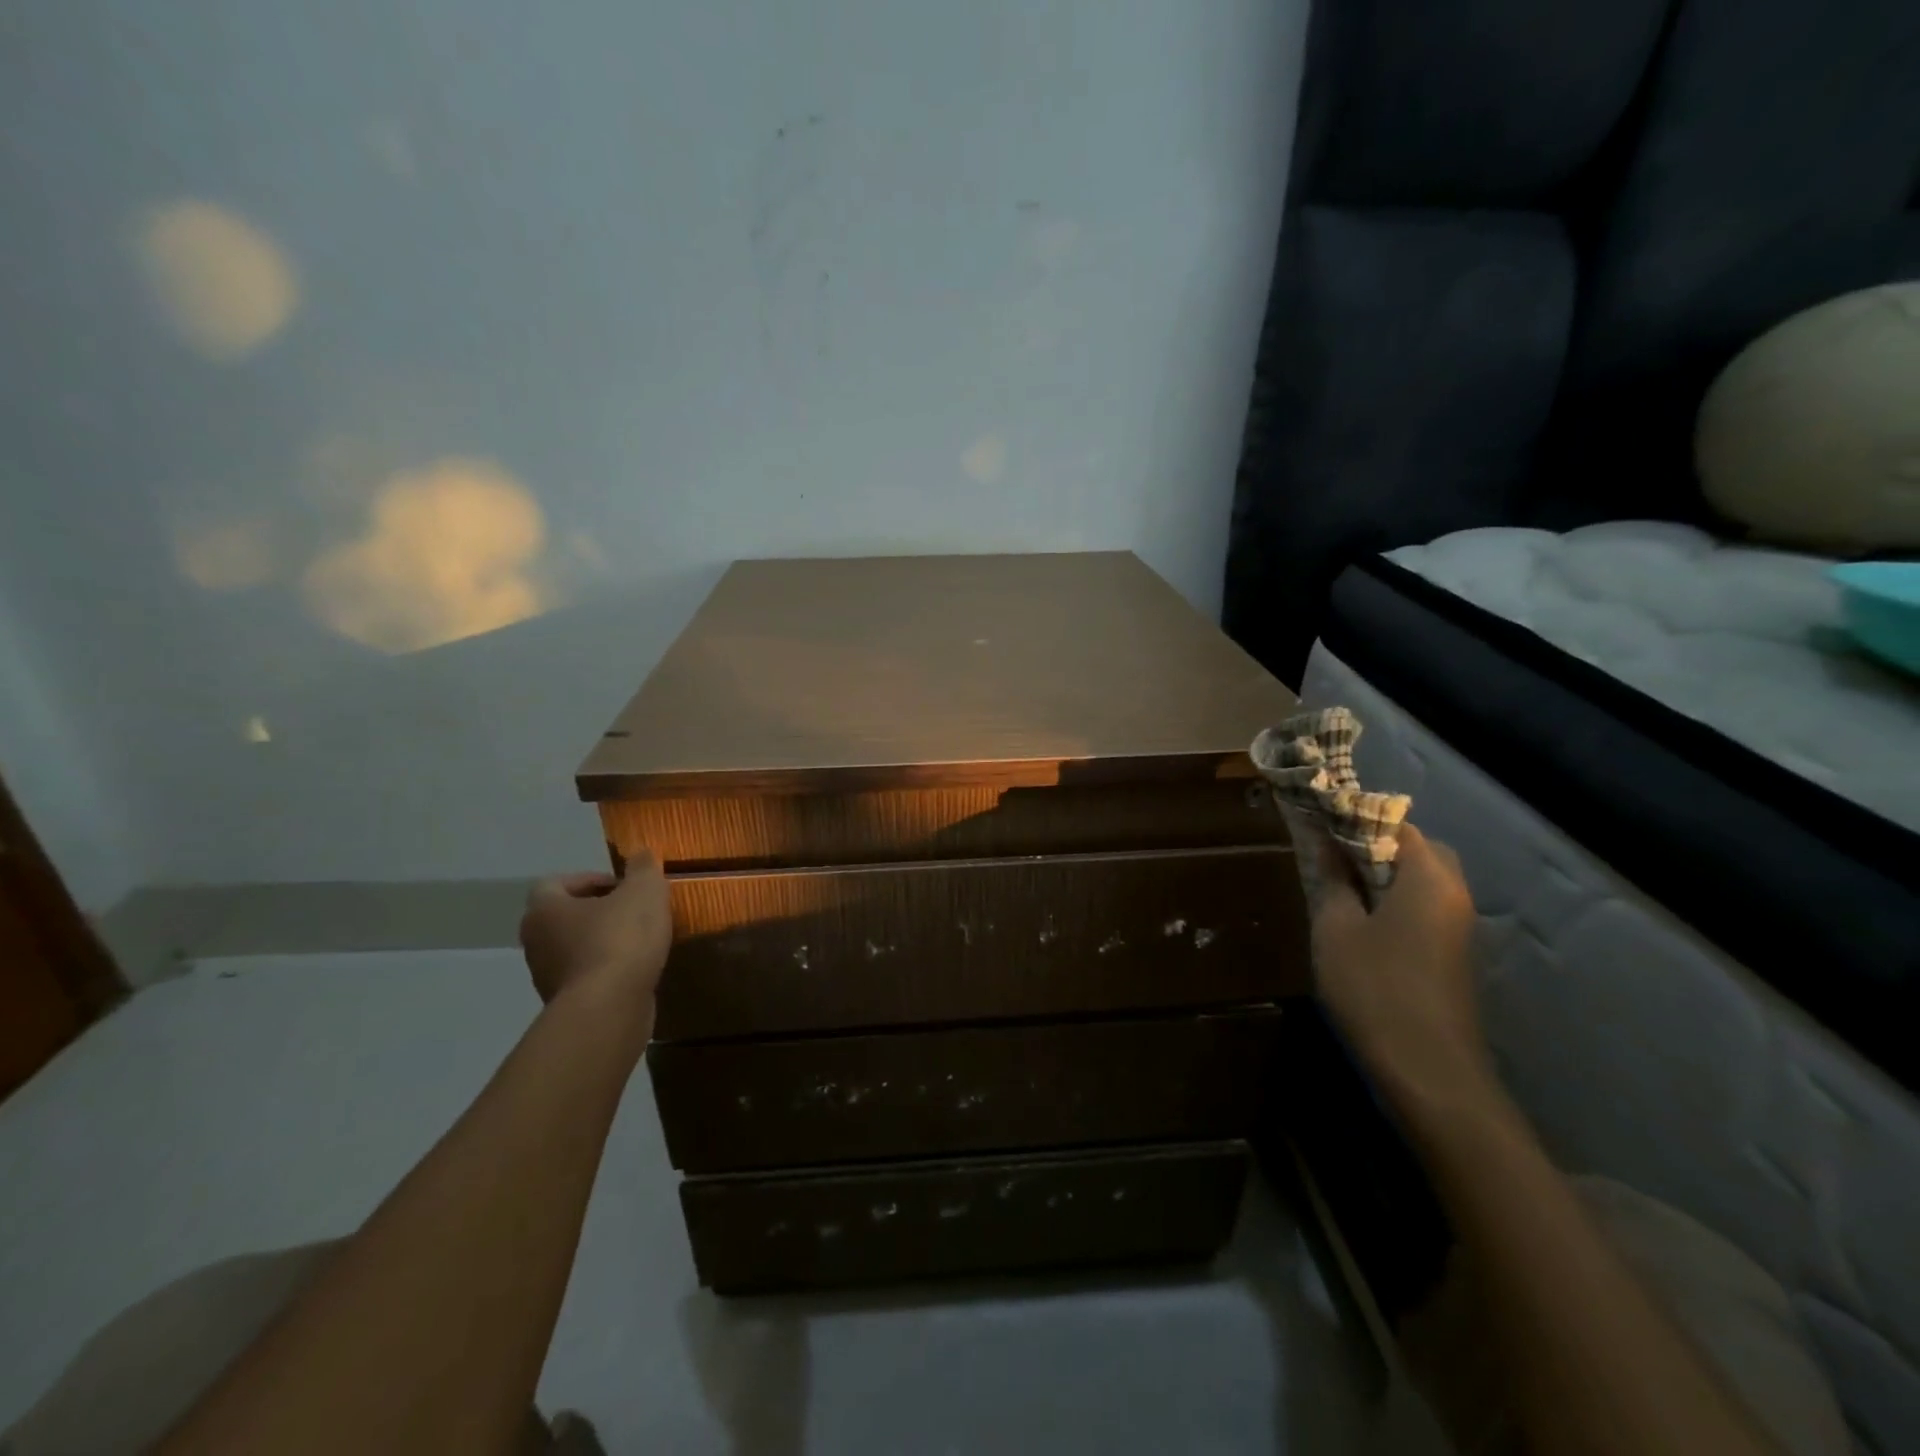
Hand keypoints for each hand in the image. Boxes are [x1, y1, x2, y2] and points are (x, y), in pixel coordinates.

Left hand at [520, 854, 673, 1012]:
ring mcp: (547, 978)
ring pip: (576, 948)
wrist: (609, 1009)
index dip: (588, 879)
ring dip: (603, 941)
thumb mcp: (643, 891)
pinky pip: (588, 977)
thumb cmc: (620, 939)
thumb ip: (643, 868)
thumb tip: (641, 855)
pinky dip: (609, 970)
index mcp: (545, 909)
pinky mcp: (567, 1005)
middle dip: (598, 911)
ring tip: (641, 940)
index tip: (622, 885)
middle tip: (633, 910)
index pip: (555, 883)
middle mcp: (536, 942)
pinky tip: (637, 969)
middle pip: (564, 917)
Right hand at [1307, 823, 1494, 1123]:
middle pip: (1417, 850)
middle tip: (1331, 857)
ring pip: (1422, 881)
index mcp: (1429, 878)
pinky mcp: (1454, 955)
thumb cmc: (1375, 987)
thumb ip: (1333, 879)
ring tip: (1339, 887)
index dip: (1357, 819)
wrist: (1428, 1070)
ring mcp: (1459, 927)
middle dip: (1374, 846)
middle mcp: (1454, 894)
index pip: (1398, 825)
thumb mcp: (1336, 928)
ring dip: (1384, 876)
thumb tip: (1326, 843)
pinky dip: (1395, 901)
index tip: (1320, 823)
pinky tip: (1361, 922)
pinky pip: (1425, 908)